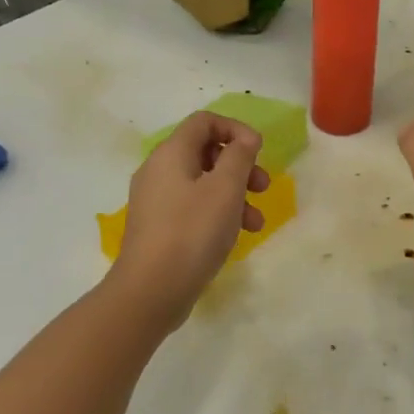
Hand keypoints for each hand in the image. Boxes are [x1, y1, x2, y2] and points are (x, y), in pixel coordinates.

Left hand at [111, 111, 269, 323]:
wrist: (150, 291)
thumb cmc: (192, 231)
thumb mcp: (225, 189)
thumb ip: (239, 156)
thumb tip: (246, 138)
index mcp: (171, 153)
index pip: (204, 121)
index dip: (235, 129)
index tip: (258, 150)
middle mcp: (158, 170)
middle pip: (205, 151)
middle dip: (239, 165)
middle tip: (262, 186)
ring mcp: (156, 200)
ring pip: (203, 182)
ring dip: (234, 194)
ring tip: (256, 222)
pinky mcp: (158, 227)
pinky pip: (192, 206)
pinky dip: (217, 213)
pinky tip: (236, 236)